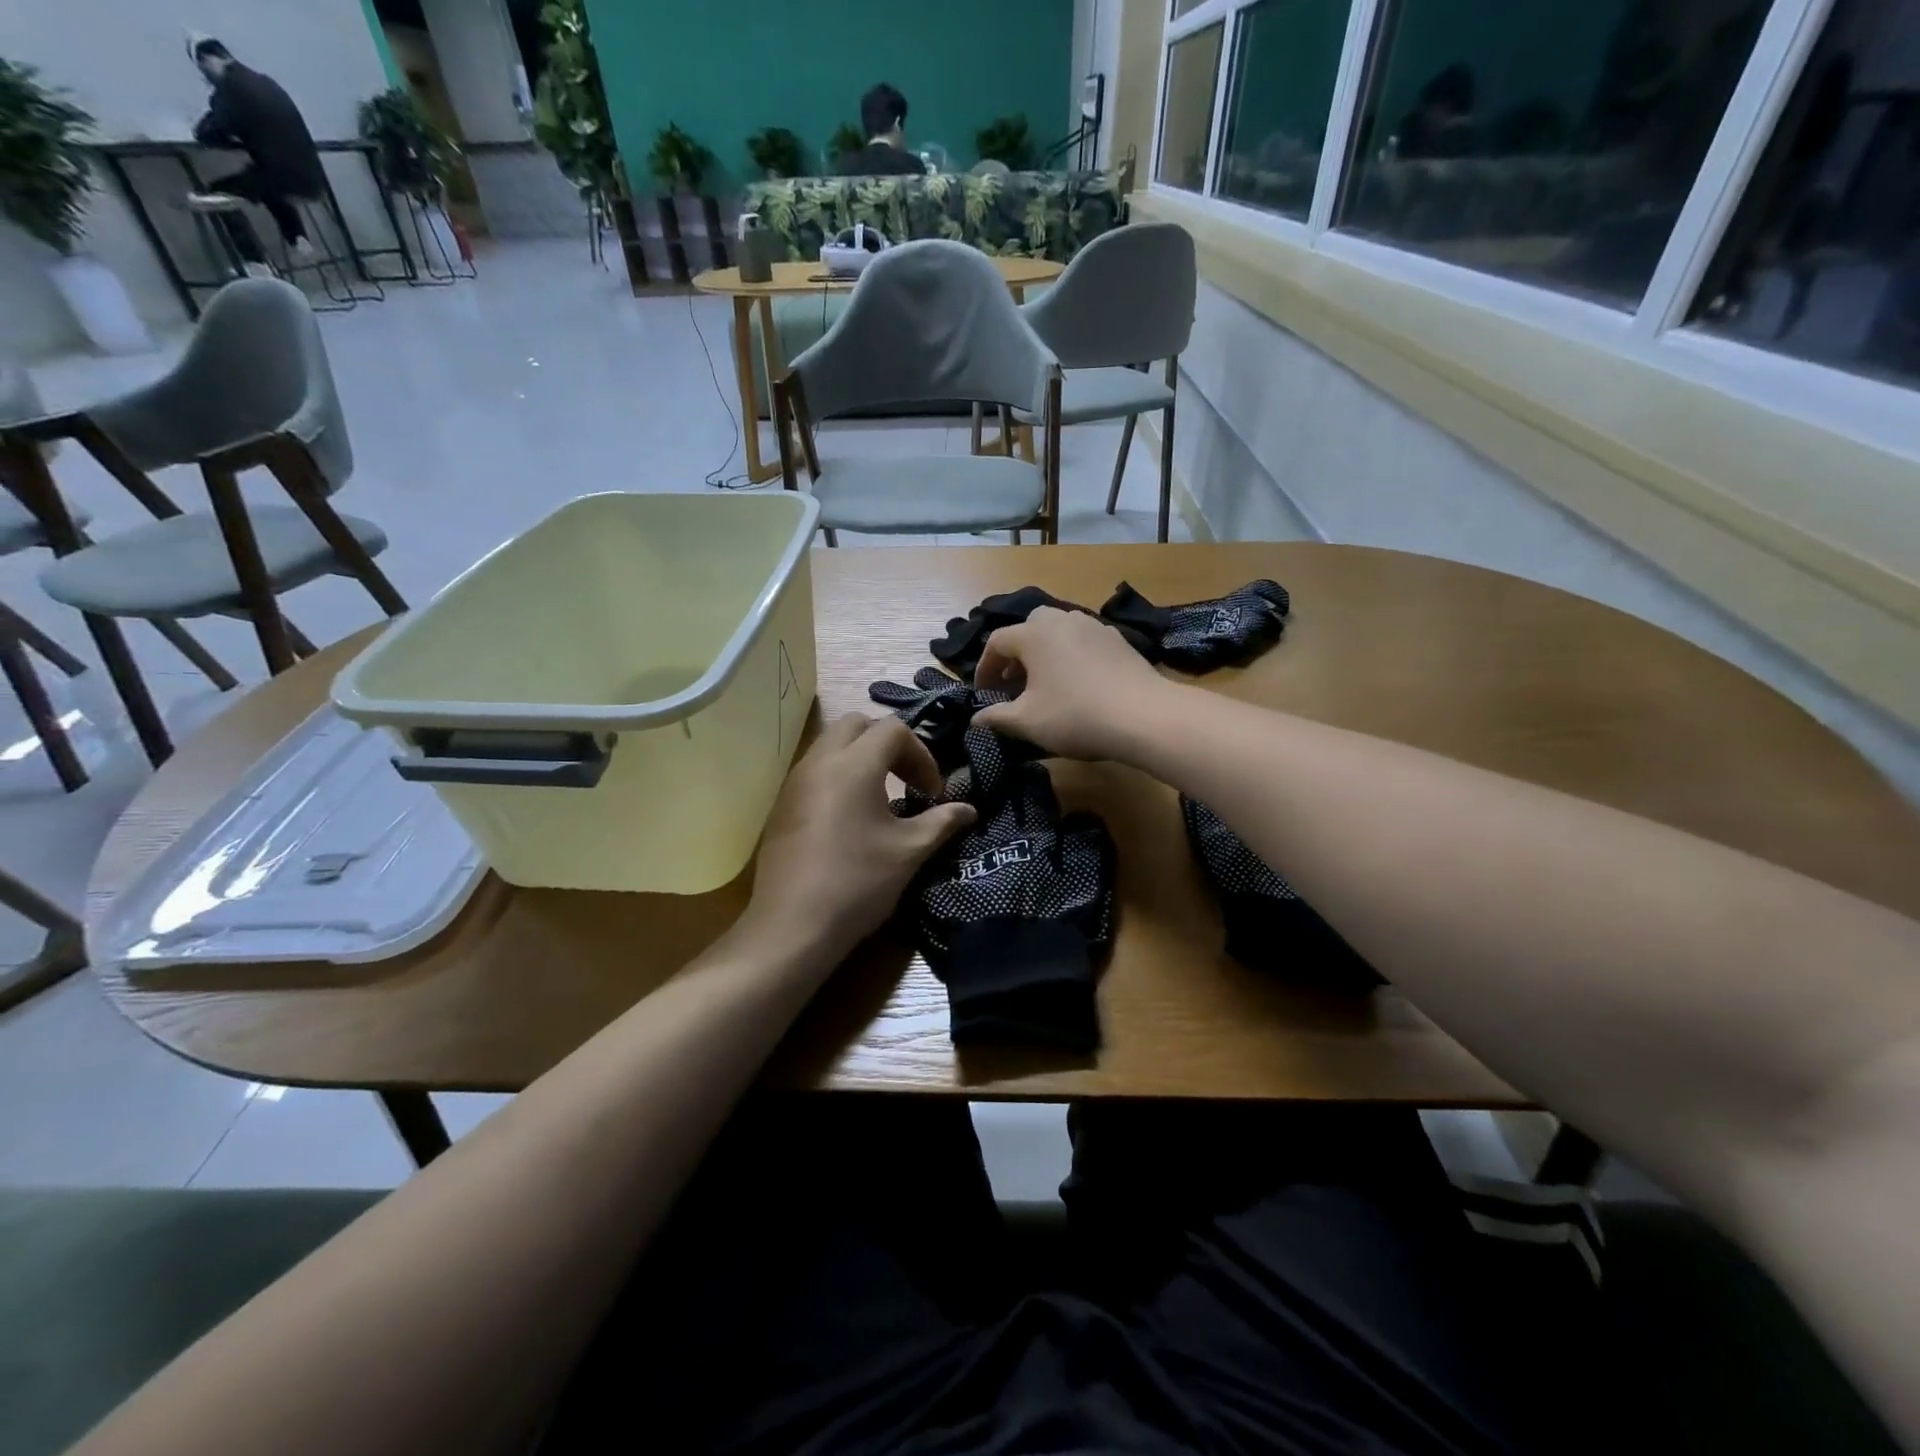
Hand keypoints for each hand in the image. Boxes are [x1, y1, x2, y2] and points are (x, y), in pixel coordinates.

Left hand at [743, 714, 975, 965]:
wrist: (792, 926)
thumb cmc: (858, 882)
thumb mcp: (909, 851)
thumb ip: (942, 822)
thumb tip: (969, 810)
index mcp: (854, 764)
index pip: (894, 730)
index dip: (922, 755)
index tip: (933, 793)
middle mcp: (820, 761)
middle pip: (857, 725)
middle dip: (889, 744)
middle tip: (907, 780)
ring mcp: (795, 781)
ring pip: (831, 745)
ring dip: (861, 758)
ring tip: (882, 798)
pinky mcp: (782, 804)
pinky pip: (815, 770)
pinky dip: (838, 776)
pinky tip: (851, 818)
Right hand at [973, 606, 1175, 760]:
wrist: (1144, 716)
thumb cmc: (1075, 716)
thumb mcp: (1027, 722)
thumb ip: (996, 717)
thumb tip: (975, 719)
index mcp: (1034, 634)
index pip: (997, 642)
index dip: (985, 668)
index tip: (984, 693)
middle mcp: (1062, 620)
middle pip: (1029, 627)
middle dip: (1016, 654)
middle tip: (1014, 683)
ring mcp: (1094, 627)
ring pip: (1059, 631)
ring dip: (1045, 653)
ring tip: (1045, 683)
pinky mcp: (1119, 640)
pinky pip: (1084, 642)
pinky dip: (1072, 656)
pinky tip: (1079, 683)